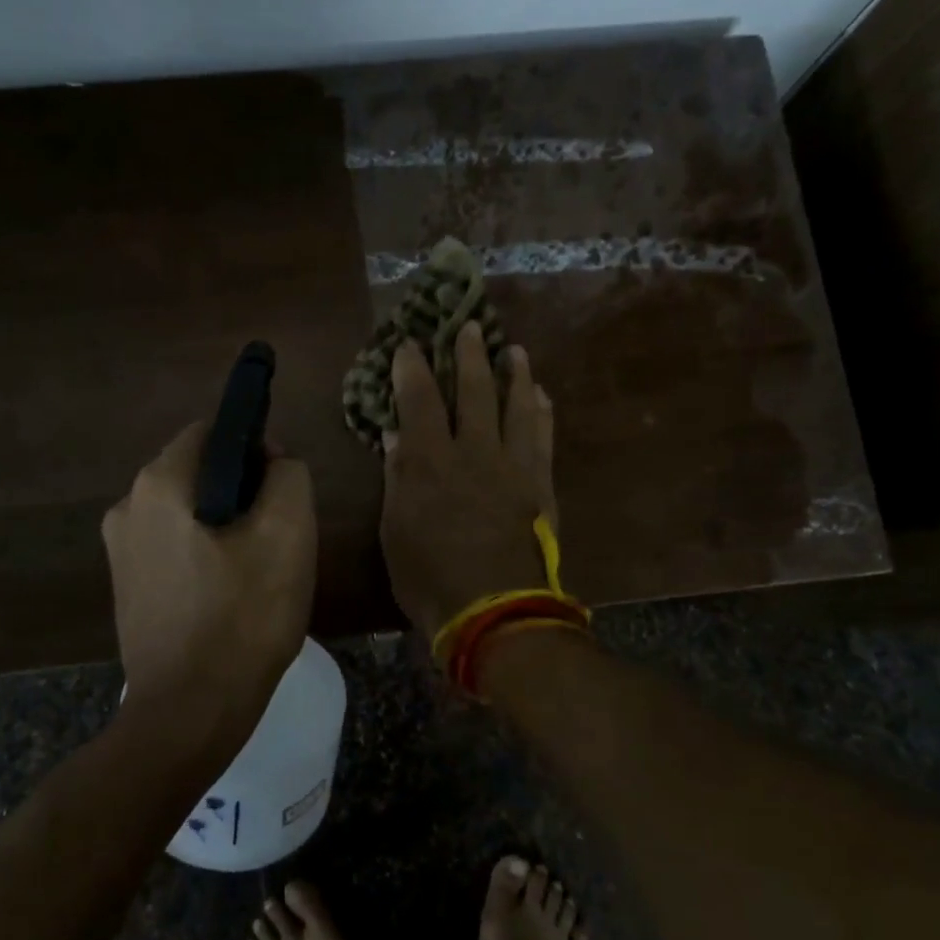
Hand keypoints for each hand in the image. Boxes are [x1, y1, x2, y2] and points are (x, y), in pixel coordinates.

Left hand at [102, 422, 316, 755]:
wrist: (189, 714)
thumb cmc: (243, 618)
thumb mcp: (288, 534)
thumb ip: (288, 475)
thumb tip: (272, 462)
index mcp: (158, 484)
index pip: (213, 432)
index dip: (256, 448)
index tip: (283, 489)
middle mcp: (126, 506)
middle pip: (199, 472)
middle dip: (243, 491)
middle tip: (277, 536)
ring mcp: (120, 550)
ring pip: (188, 512)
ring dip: (225, 525)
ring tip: (257, 570)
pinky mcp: (126, 587)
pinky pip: (174, 547)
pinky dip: (204, 554)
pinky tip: (229, 595)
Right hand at [379, 321, 557, 635]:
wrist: (496, 613)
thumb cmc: (430, 577)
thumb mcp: (396, 531)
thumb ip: (398, 478)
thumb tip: (396, 436)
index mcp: (430, 461)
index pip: (420, 399)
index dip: (412, 368)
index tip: (409, 343)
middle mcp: (474, 451)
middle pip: (475, 391)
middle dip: (470, 355)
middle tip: (471, 326)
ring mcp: (514, 466)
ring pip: (517, 405)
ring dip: (515, 374)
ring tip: (515, 351)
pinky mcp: (541, 485)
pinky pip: (543, 437)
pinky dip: (541, 412)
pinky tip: (541, 396)